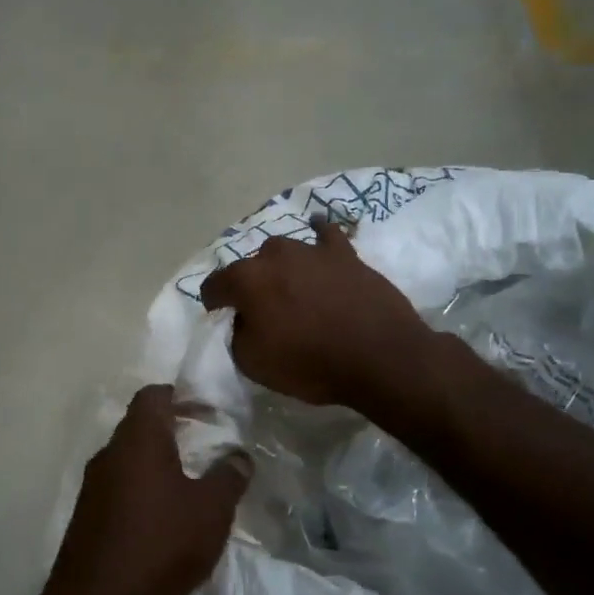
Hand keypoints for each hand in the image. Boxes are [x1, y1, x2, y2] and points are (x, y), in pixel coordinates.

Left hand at [42, 385, 249, 594]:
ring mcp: (93, 490)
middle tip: (209, 443)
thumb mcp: (211, 510)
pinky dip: (145, 493)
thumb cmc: (160, 545)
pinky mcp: (88, 522)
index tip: (210, 410)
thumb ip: (228, 477)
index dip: (181, 395)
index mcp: (136, 440)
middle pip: (140, 427)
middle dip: (174, 430)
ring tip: (194, 482)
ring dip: (160, 465)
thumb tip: (239, 455)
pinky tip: (168, 519)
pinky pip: (121, 492)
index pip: (153, 396)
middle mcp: (108, 456)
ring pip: (130, 462)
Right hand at [199, 220, 435, 410]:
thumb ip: (237, 335)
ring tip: (290, 288)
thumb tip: (242, 320)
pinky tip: (317, 231)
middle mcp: (275, 255)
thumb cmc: (310, 363)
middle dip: (250, 285)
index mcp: (247, 280)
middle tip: (262, 310)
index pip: (215, 285)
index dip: (213, 303)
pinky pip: (326, 234)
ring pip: (284, 251)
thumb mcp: (253, 363)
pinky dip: (318, 234)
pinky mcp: (345, 254)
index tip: (220, 317)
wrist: (380, 357)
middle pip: (250, 266)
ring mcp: (312, 250)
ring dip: (281, 268)